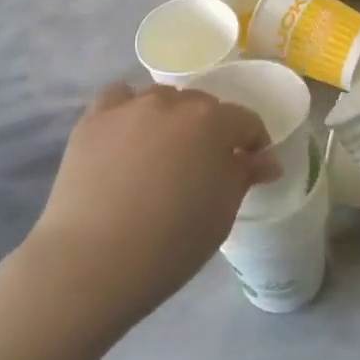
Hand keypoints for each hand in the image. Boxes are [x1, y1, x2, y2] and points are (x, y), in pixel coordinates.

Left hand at [18, 81, 280, 332]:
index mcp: (212, 122)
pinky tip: (126, 136)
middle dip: (211, 129)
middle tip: (203, 165)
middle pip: (201, 105)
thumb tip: (266, 160)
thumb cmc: (171, 243)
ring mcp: (128, 107)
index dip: (253, 142)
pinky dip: (129, 110)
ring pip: (160, 99)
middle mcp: (171, 103)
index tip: (251, 165)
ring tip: (162, 152)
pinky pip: (118, 99)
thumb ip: (244, 176)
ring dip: (170, 118)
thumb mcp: (221, 213)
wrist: (94, 260)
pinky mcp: (93, 119)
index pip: (245, 121)